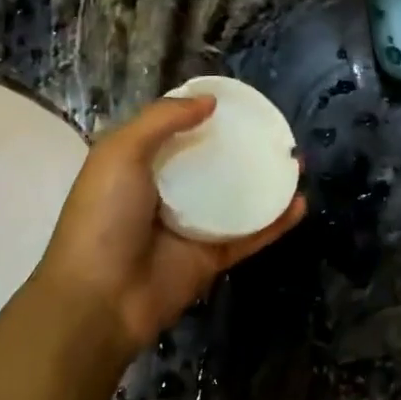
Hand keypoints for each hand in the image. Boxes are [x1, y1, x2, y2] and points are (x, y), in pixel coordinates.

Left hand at [34, 96, 305, 354]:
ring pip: (236, 197)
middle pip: (211, 162)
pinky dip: (276, 221)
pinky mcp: (212, 256)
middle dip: (241, 145)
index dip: (201, 113)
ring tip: (297, 161)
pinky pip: (250, 234)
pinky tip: (301, 202)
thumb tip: (209, 101)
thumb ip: (162, 120)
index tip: (236, 100)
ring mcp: (191, 226)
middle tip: (275, 130)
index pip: (175, 131)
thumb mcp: (120, 152)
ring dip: (266, 180)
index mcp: (138, 165)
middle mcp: (166, 191)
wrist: (99, 299)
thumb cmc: (104, 217)